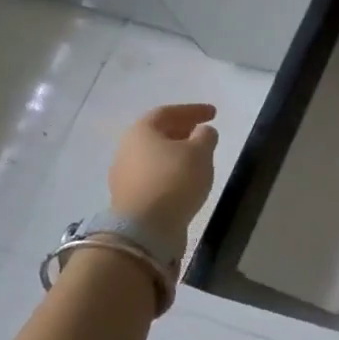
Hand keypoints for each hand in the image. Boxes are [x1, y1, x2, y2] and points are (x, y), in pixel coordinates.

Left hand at [107, 104, 218, 258]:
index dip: (193, 110)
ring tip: (197, 157)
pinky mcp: (129, 197)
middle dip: (182, 130)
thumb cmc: (174, 180)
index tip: (214, 114)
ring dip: (176, 153)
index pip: (167, 112)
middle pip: (157, 133)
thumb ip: (205, 136)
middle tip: (202, 133)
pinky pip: (153, 175)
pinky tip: (185, 180)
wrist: (145, 229)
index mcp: (141, 131)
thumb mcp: (200, 152)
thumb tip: (203, 132)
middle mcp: (126, 149)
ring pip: (154, 156)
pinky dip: (170, 172)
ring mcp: (124, 175)